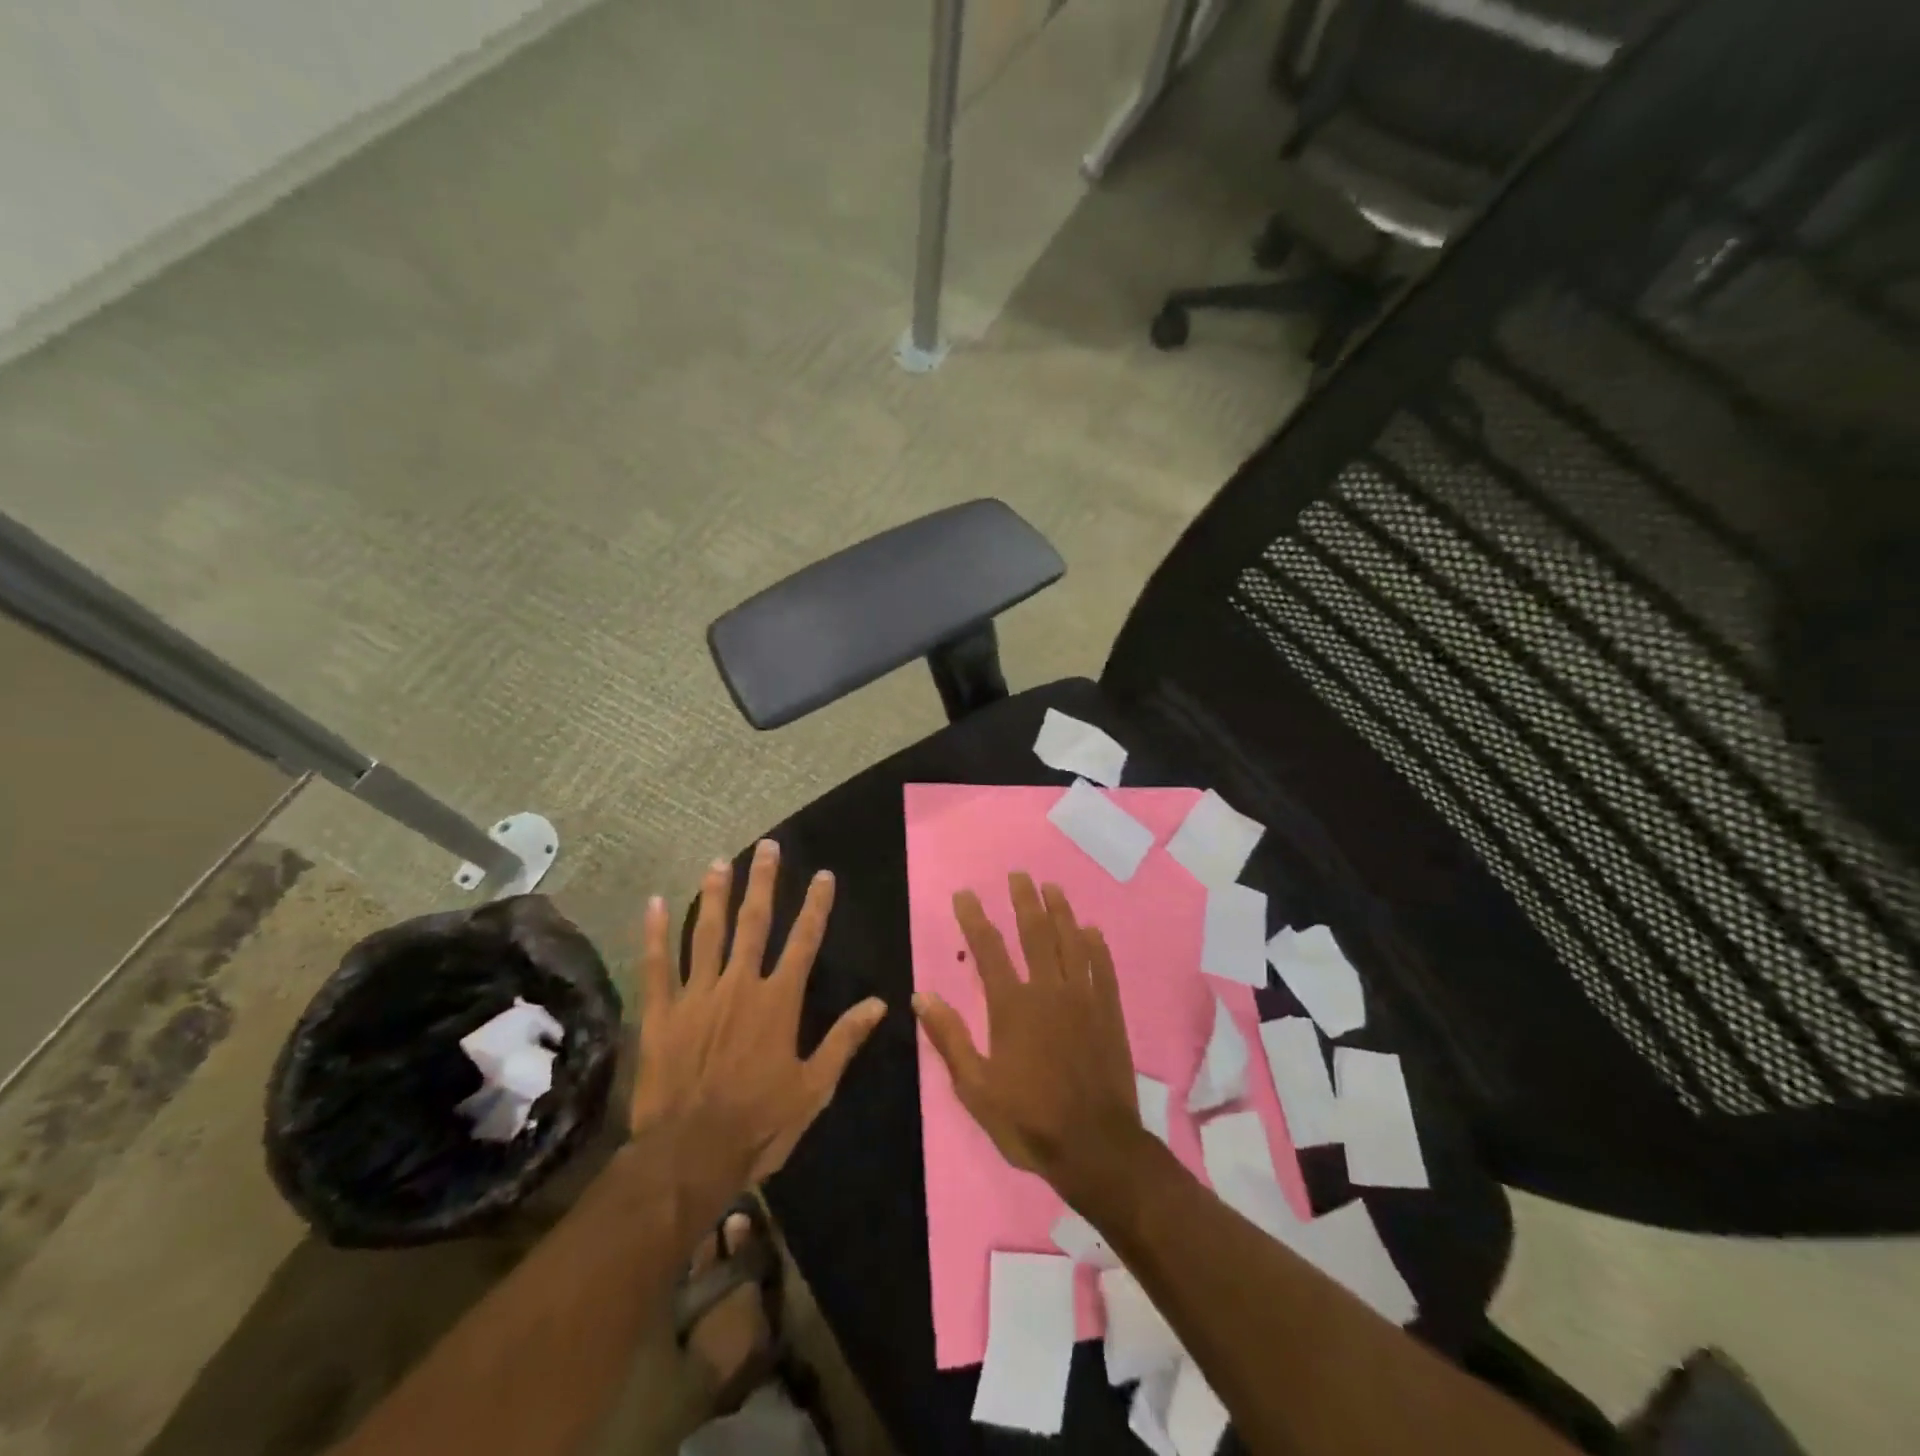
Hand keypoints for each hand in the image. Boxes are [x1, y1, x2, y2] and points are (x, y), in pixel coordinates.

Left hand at [629, 840, 886, 1218]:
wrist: (689, 1156)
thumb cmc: (759, 1123)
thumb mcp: (814, 1088)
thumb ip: (844, 1040)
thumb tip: (880, 1003)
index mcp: (778, 1001)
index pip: (804, 941)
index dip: (816, 906)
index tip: (823, 875)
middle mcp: (739, 985)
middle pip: (754, 924)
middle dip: (763, 883)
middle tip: (767, 847)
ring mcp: (697, 995)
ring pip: (707, 933)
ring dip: (715, 895)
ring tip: (719, 862)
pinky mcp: (662, 1013)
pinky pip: (656, 965)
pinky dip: (655, 934)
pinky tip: (654, 904)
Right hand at [913, 873, 1146, 1209]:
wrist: (1096, 1147)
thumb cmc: (1029, 1120)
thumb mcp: (976, 1089)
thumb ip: (950, 1038)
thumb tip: (921, 997)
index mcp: (1012, 1006)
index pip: (988, 950)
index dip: (974, 918)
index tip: (965, 894)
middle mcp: (1049, 990)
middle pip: (1035, 933)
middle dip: (1024, 901)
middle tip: (1018, 875)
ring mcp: (1084, 998)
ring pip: (1071, 942)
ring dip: (1061, 911)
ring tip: (1052, 887)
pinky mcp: (1110, 1011)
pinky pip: (1103, 967)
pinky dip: (1096, 945)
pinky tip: (1091, 930)